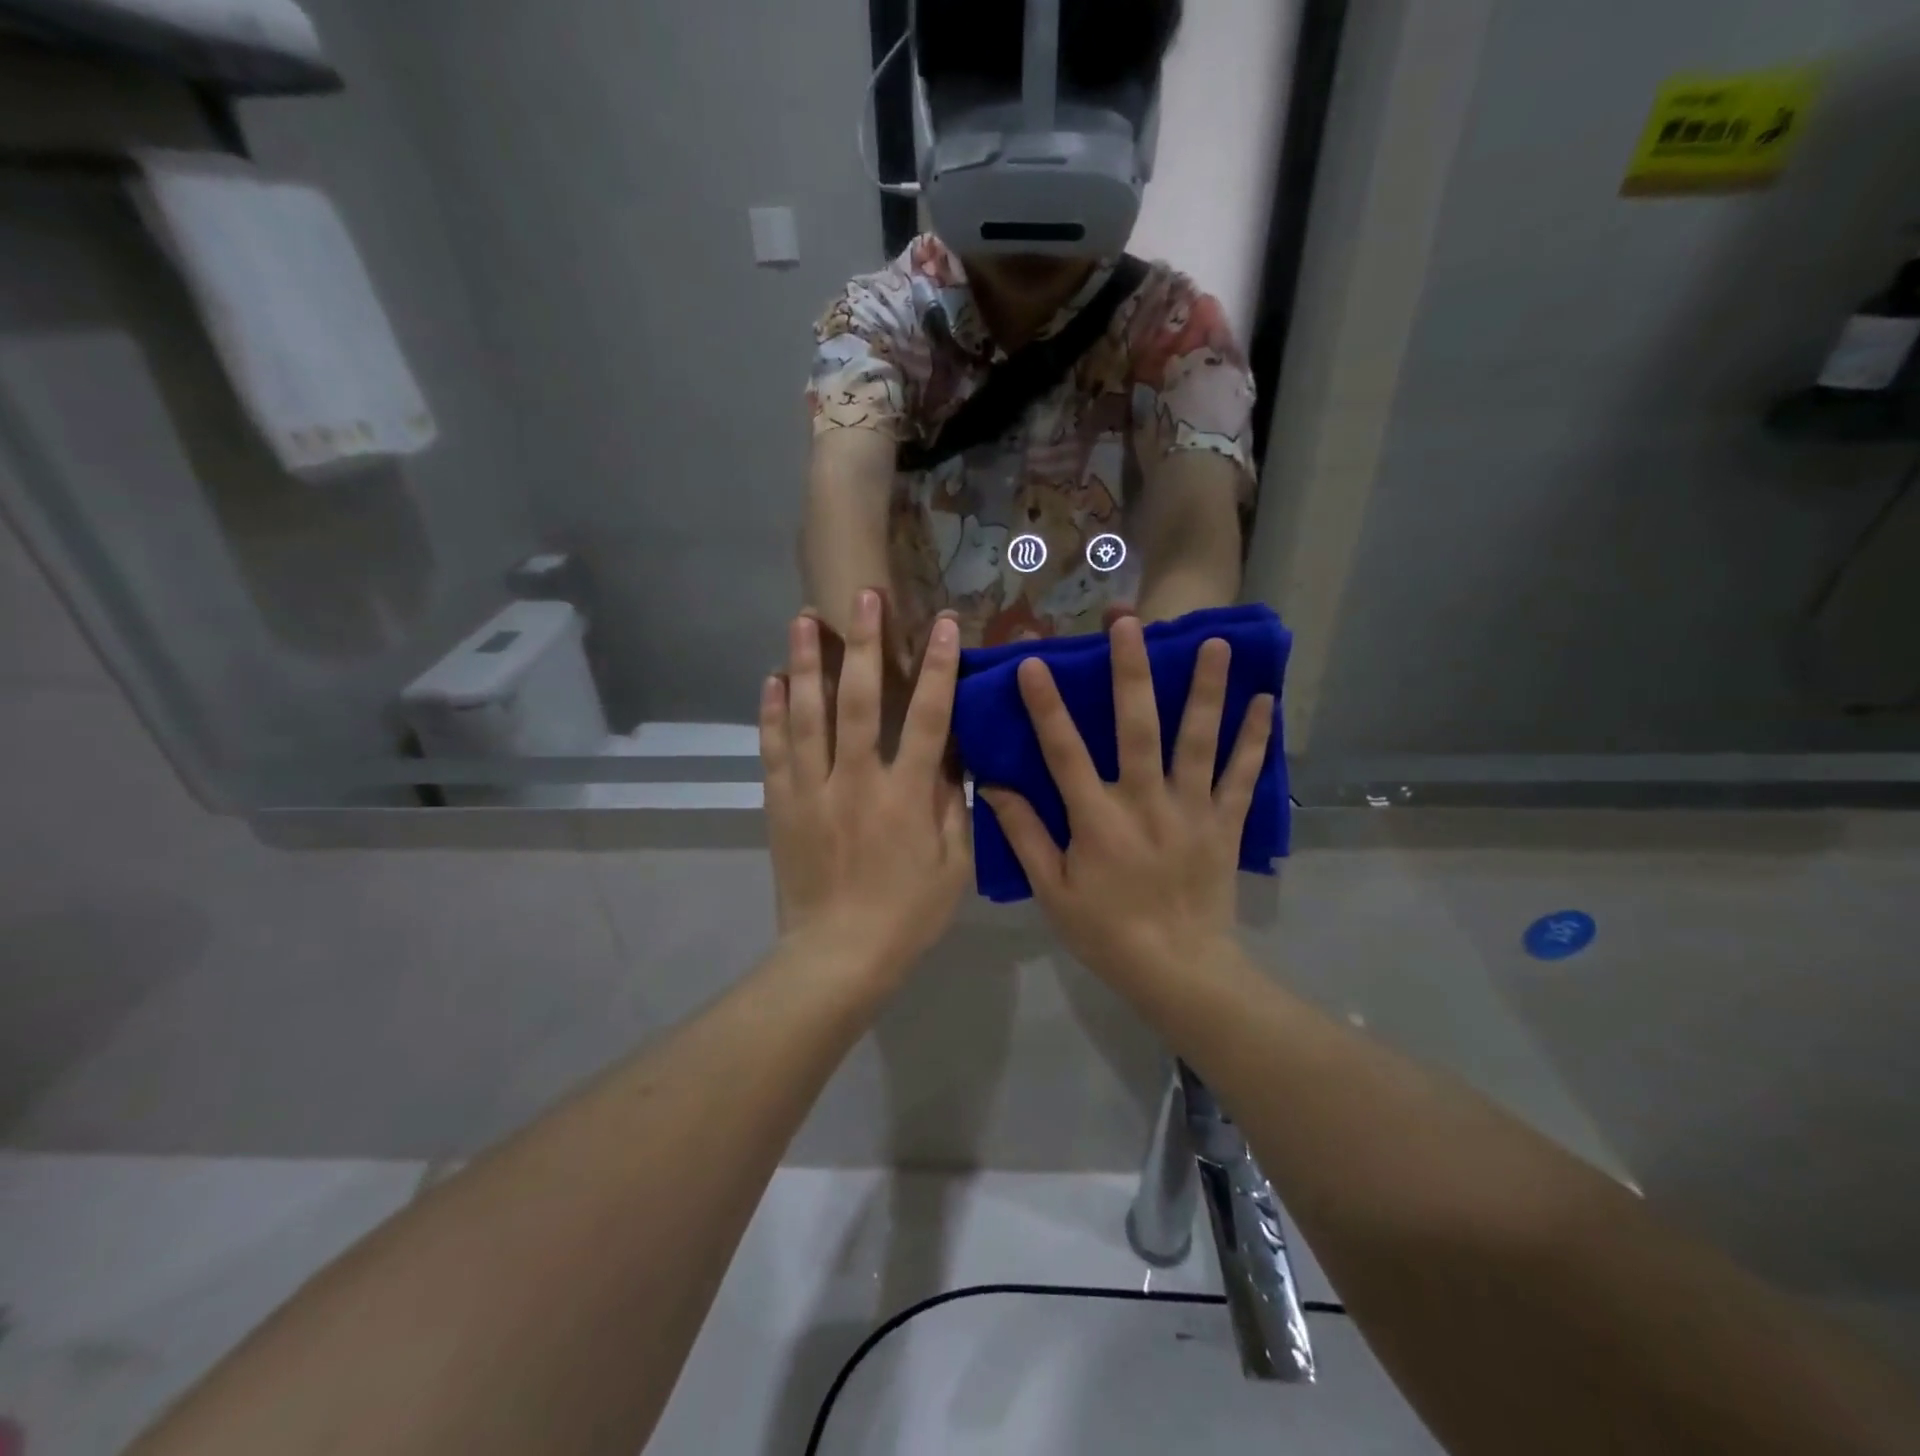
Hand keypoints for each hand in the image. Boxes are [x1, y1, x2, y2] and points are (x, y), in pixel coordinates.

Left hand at [762, 590, 969, 982]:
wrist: (837, 957)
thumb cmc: (906, 915)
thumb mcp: (953, 866)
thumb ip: (953, 806)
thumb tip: (952, 756)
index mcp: (905, 796)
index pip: (926, 719)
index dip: (937, 668)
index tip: (943, 624)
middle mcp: (856, 781)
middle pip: (857, 701)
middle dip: (863, 643)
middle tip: (862, 596)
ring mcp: (811, 791)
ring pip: (806, 716)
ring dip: (806, 663)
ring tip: (804, 619)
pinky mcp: (781, 806)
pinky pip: (774, 751)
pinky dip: (771, 713)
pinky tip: (773, 679)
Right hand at [981, 618, 1272, 982]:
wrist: (1179, 970)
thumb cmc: (1106, 932)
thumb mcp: (1052, 891)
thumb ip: (1025, 835)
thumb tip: (995, 787)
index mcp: (1098, 820)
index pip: (1065, 753)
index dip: (1047, 706)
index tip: (1035, 662)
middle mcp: (1145, 803)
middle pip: (1137, 729)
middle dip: (1132, 673)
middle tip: (1131, 623)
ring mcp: (1192, 810)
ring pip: (1198, 741)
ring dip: (1204, 690)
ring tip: (1212, 642)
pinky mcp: (1225, 824)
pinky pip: (1244, 777)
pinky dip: (1255, 740)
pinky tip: (1265, 702)